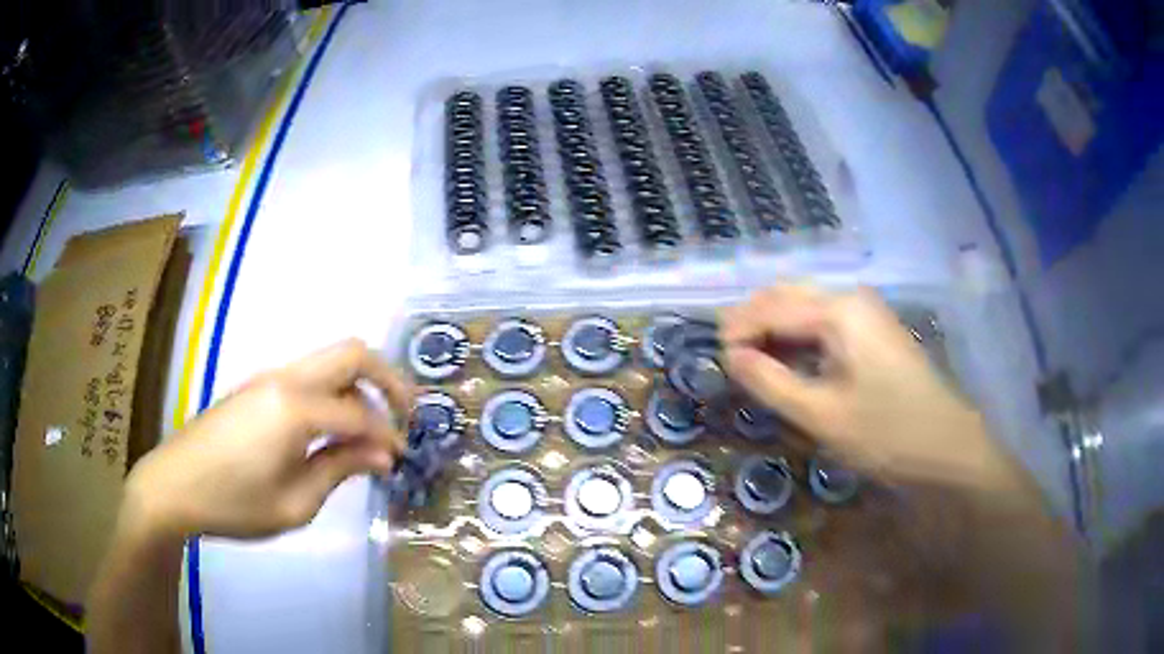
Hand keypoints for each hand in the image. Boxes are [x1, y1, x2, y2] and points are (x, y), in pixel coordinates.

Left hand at [123, 339, 410, 540]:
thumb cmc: (233, 503)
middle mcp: (285, 378)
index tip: (400, 461)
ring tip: (369, 429)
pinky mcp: (256, 387)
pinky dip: (333, 393)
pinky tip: (331, 430)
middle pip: (352, 352)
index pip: (359, 413)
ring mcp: (268, 377)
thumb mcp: (294, 503)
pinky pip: (308, 375)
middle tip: (404, 416)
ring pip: (330, 360)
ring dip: (359, 385)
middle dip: (388, 380)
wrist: (173, 486)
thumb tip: (382, 454)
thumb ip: (339, 469)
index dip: (388, 436)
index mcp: (295, 407)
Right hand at [721, 285, 1018, 493]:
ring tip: (752, 362)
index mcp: (839, 310)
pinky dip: (799, 337)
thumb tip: (731, 356)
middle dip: (753, 321)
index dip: (737, 330)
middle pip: (787, 295)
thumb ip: (770, 381)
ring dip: (775, 328)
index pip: (771, 306)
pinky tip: (789, 362)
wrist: (948, 448)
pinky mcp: (875, 332)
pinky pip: (826, 322)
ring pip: (806, 307)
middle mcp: (851, 298)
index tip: (717, 362)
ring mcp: (867, 313)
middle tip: (729, 359)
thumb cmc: (886, 434)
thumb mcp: (820, 415)